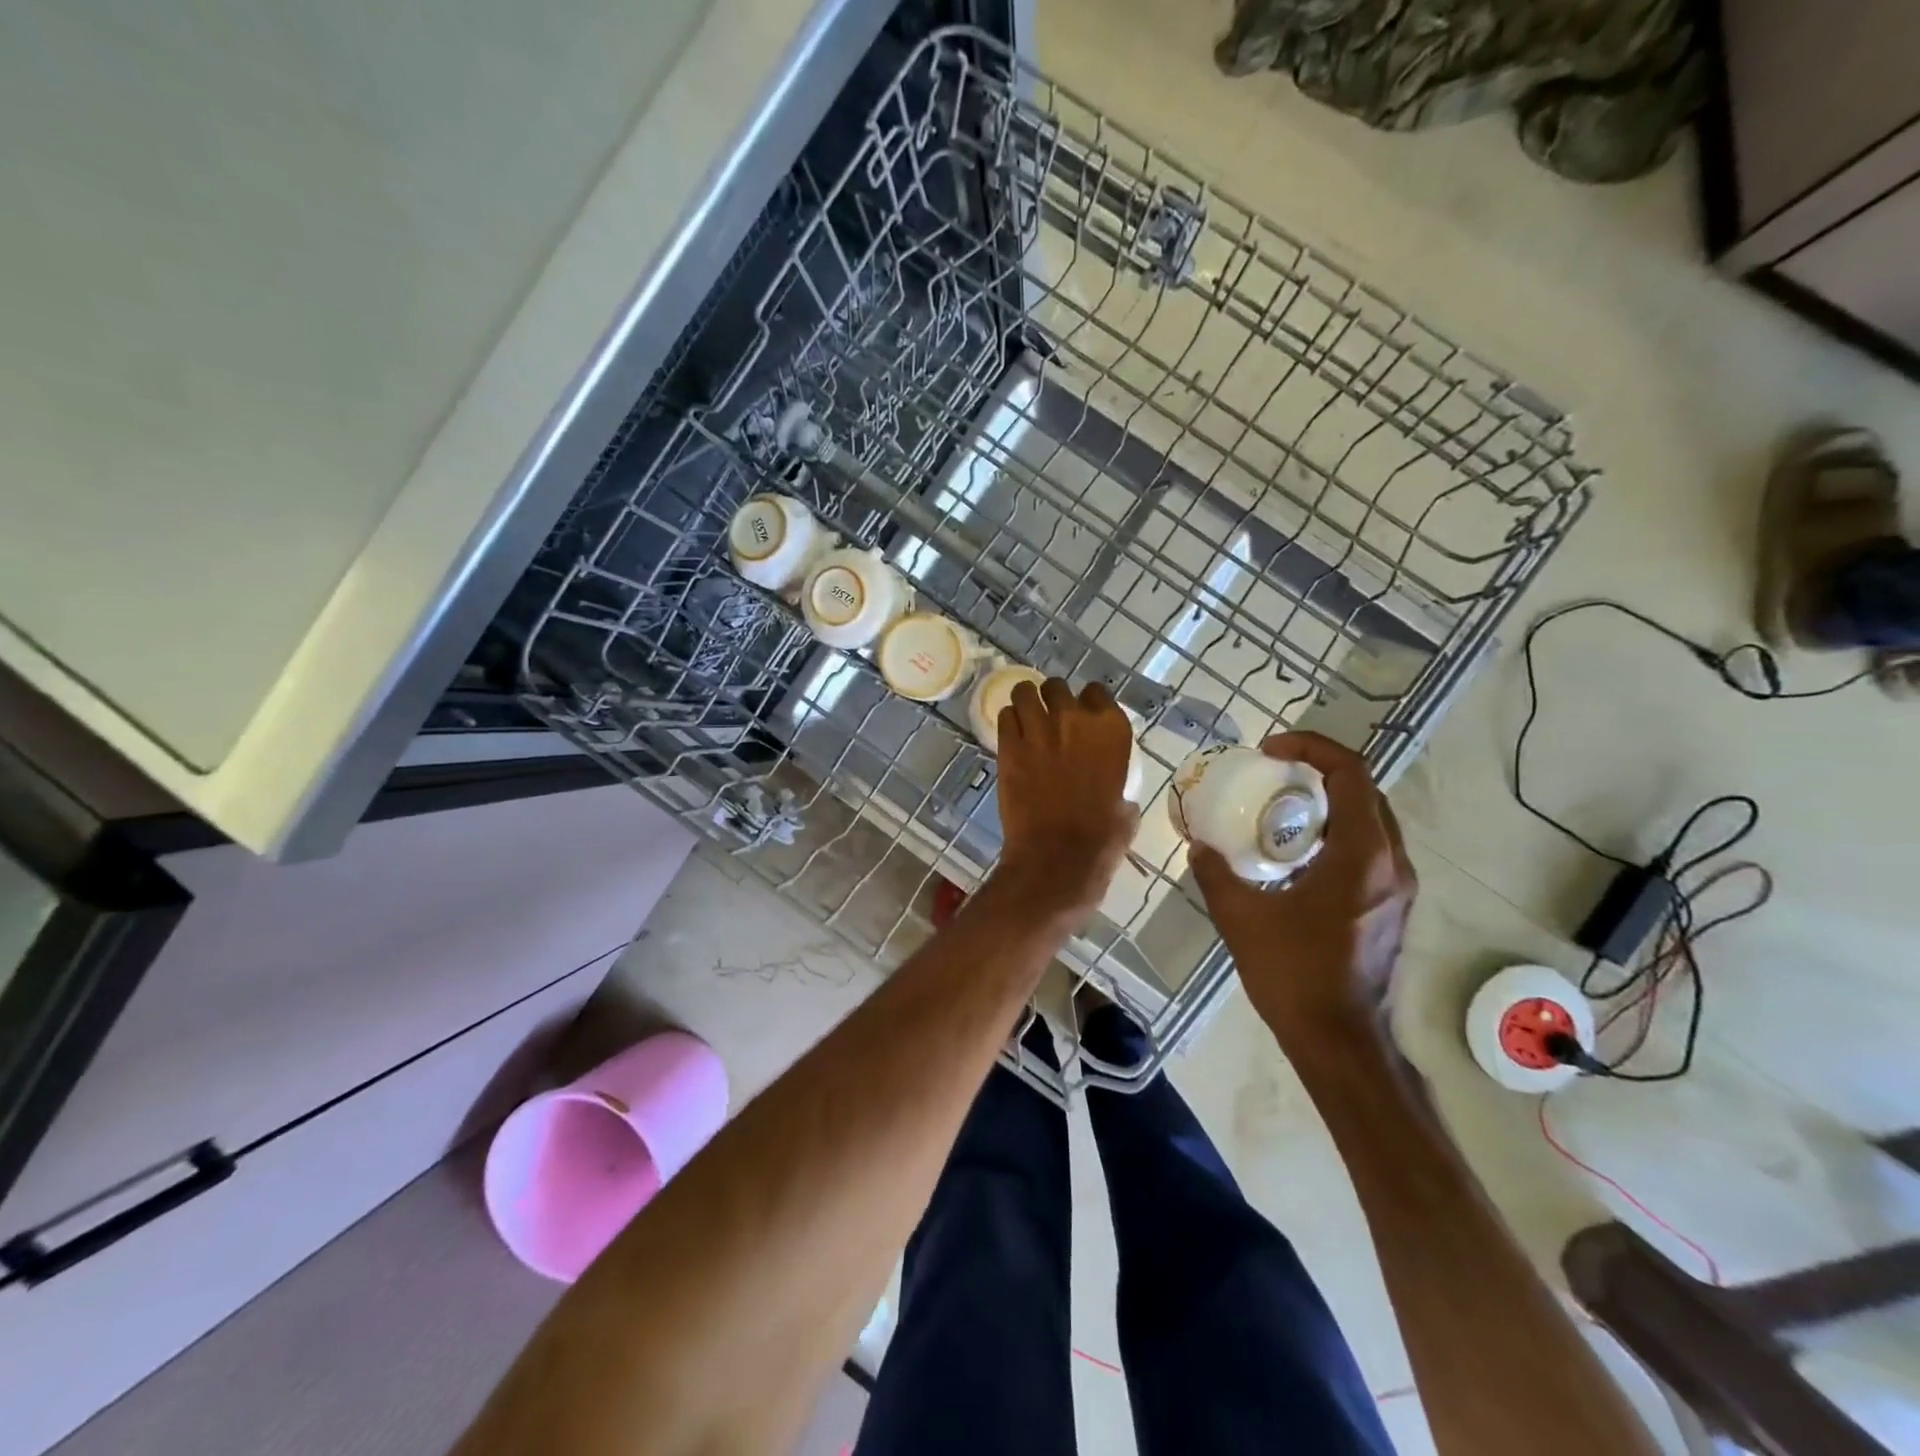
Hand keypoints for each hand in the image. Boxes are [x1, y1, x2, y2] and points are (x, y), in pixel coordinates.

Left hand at [995, 678, 1139, 919]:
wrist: (1057, 856)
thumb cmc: (1100, 838)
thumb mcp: (1125, 807)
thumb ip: (1120, 787)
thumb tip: (1119, 796)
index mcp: (1111, 730)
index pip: (1097, 691)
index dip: (1087, 702)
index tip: (1082, 714)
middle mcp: (1075, 718)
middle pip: (1058, 686)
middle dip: (1053, 698)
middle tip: (1049, 717)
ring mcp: (1038, 729)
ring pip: (1024, 692)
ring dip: (1025, 701)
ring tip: (1025, 717)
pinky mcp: (1008, 745)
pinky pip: (1004, 716)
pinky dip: (1008, 722)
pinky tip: (1011, 736)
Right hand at [1190, 732, 1415, 1043]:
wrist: (1340, 1041)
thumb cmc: (1294, 974)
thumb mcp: (1241, 918)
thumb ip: (1216, 874)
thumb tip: (1199, 845)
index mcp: (1361, 856)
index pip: (1351, 773)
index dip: (1312, 748)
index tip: (1271, 750)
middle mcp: (1390, 863)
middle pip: (1365, 792)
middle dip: (1319, 771)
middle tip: (1273, 775)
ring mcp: (1397, 887)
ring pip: (1371, 821)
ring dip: (1329, 803)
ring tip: (1282, 809)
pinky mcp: (1392, 907)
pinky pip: (1369, 849)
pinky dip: (1336, 833)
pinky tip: (1297, 855)